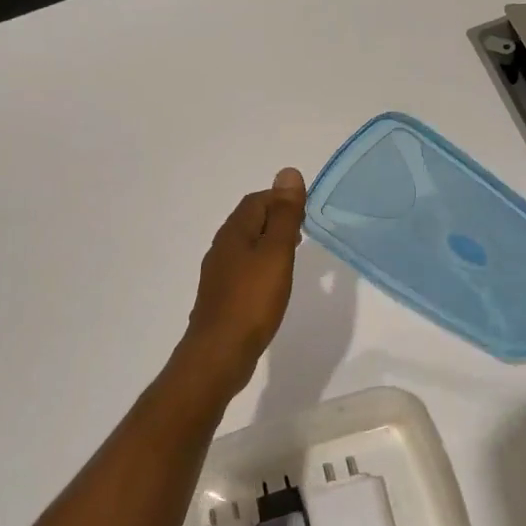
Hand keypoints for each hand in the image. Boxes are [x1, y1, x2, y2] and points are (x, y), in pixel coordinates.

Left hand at [175, 168, 305, 395]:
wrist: (220, 353)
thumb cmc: (252, 300)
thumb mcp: (276, 253)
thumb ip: (284, 215)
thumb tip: (288, 172)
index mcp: (234, 233)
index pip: (256, 201)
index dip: (281, 199)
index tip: (306, 211)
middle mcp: (222, 248)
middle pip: (249, 221)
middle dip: (276, 219)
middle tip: (304, 231)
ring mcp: (219, 274)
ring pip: (246, 246)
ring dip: (269, 243)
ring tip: (293, 254)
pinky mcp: (222, 297)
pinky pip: (244, 270)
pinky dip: (262, 266)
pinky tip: (274, 283)